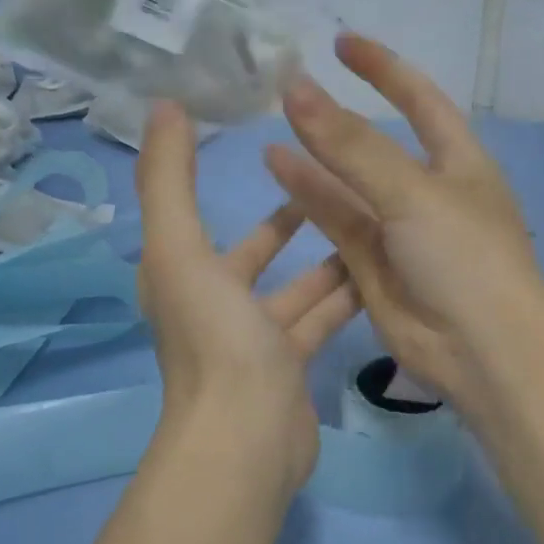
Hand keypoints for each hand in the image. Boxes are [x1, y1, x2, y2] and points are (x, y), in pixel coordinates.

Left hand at [138, 102, 358, 492]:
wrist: (248, 438)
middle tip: (332, 180)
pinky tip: (380, 273)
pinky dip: (345, 298)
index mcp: (182, 275)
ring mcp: (256, 340)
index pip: (194, 214)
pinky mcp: (292, 365)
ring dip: (327, 257)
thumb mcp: (180, 249)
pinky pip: (321, 320)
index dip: (214, 176)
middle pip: (254, 253)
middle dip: (289, 220)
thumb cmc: (215, 338)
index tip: (260, 139)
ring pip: (297, 287)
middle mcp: (215, 305)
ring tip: (370, 220)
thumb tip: (163, 106)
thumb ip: (168, 179)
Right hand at [263, 34, 543, 416]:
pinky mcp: (373, 268)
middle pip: (377, 145)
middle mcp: (429, 192)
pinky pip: (338, 224)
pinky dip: (310, 199)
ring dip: (314, 161)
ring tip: (271, 135)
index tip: (342, 44)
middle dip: (339, 120)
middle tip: (289, 93)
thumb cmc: (463, 255)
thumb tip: (296, 88)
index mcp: (458, 162)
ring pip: (350, 187)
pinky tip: (278, 173)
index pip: (420, 100)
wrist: (482, 350)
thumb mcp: (411, 190)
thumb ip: (351, 144)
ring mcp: (400, 232)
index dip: (384, 70)